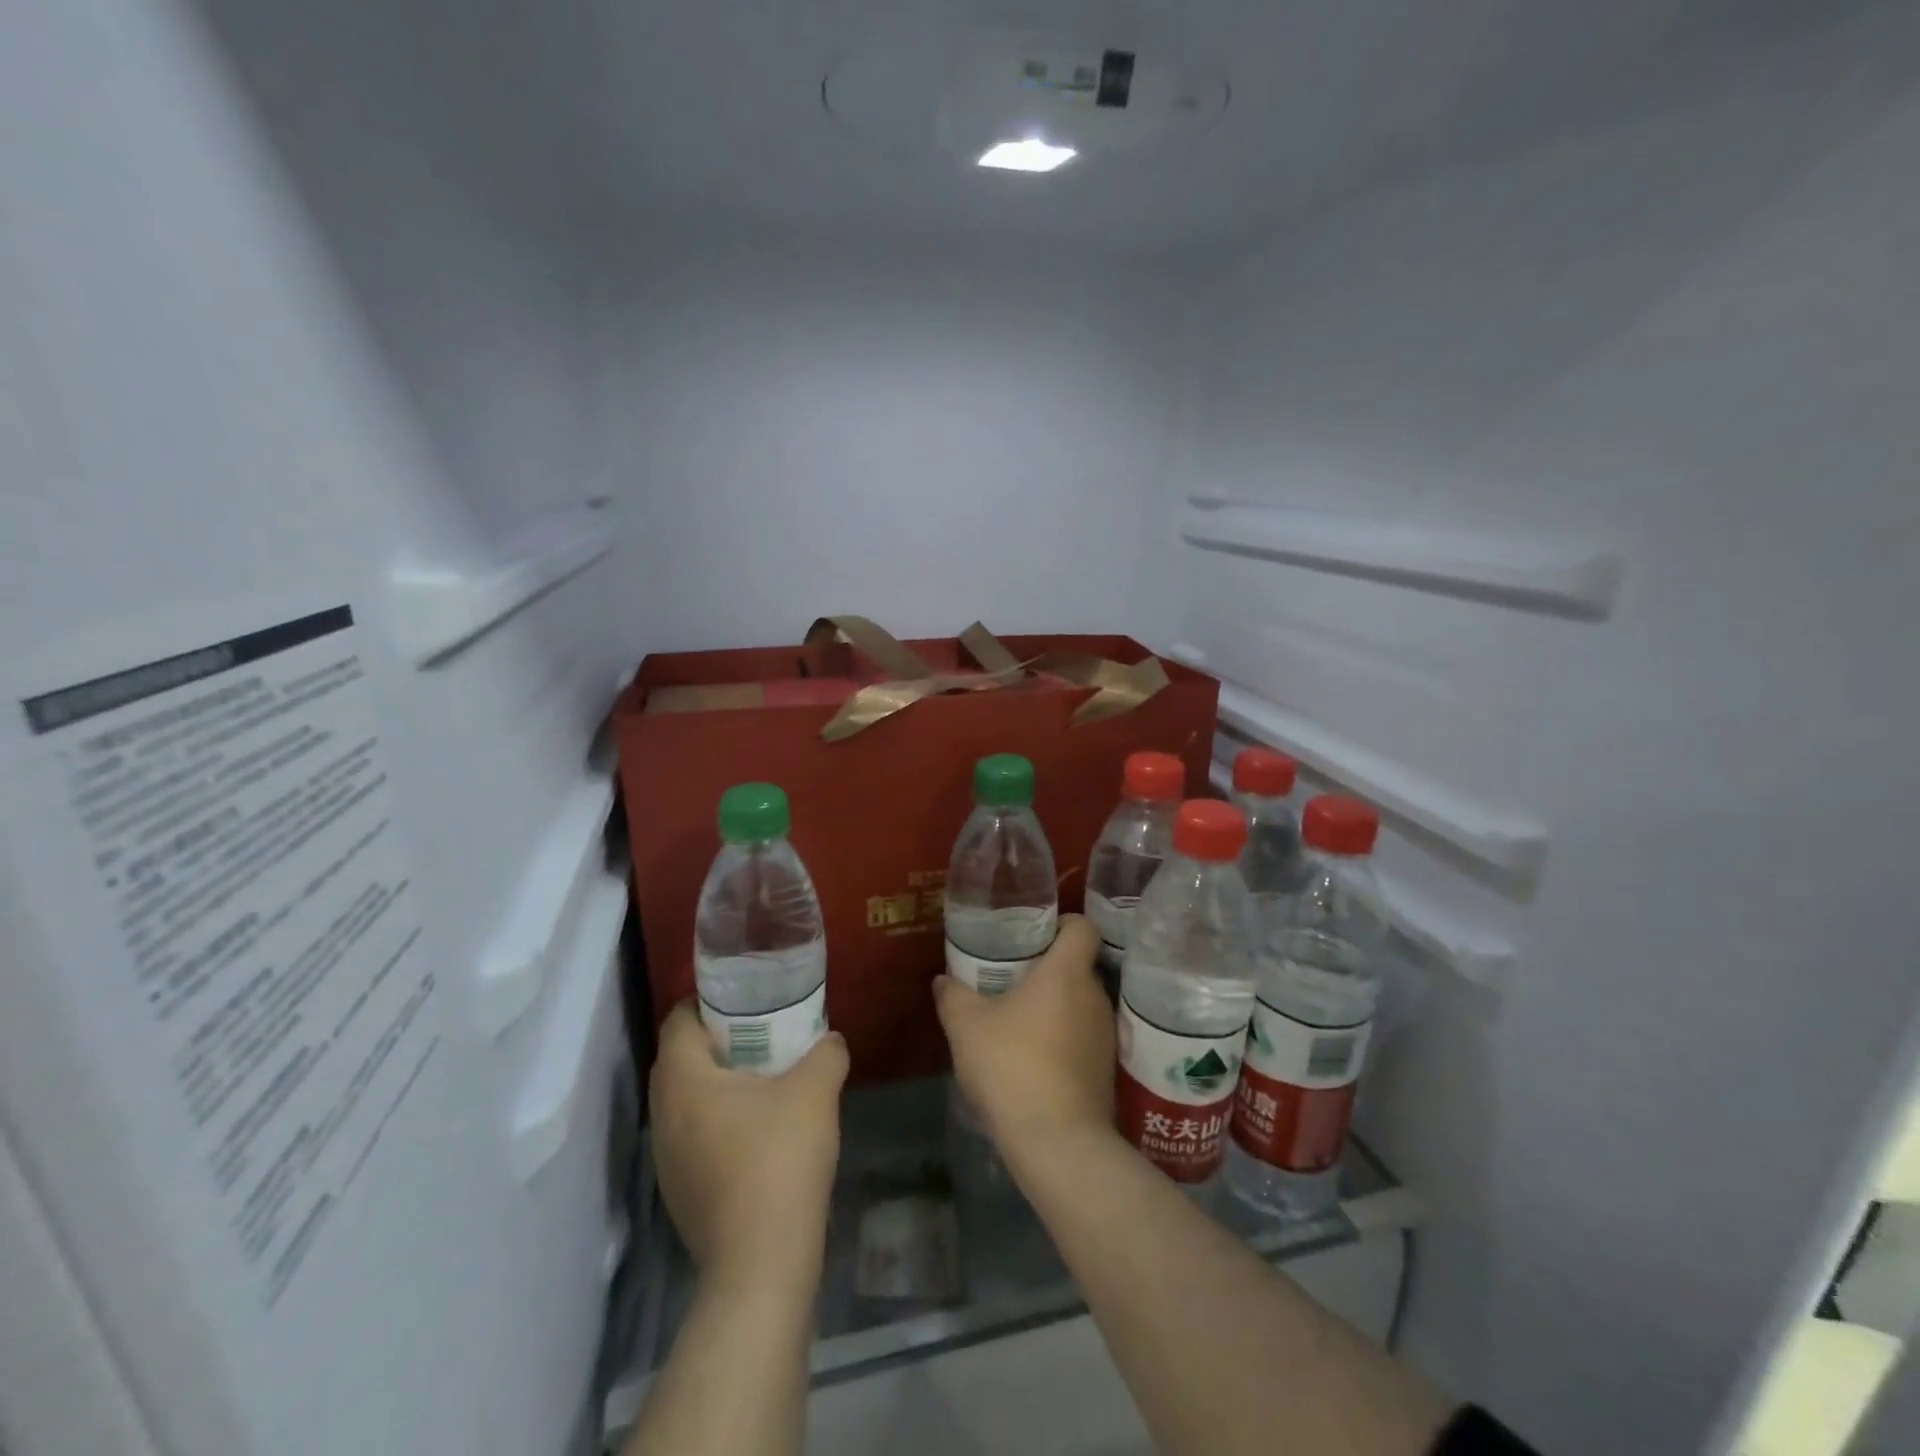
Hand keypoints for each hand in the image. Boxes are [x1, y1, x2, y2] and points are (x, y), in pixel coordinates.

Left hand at [649, 1001, 848, 1291]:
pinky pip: (692, 1133)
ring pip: (685, 1099)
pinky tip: (758, 1129)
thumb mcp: (816, 1090)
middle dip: (716, 1039)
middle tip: (761, 1032)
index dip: (708, 1001)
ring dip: (716, 1082)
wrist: (761, 1263)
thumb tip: (829, 1041)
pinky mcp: (679, 1190)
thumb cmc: (780, 1159)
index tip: (747, 999)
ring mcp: (666, 1158)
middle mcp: (663, 1114)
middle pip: (679, 1058)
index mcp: (684, 1080)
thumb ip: (826, 1052)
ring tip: (763, 1078)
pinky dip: (717, 1118)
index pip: (678, 1019)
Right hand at [933, 914, 1115, 1162]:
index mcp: (1067, 972)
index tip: (1036, 933)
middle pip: (1078, 966)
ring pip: (1080, 1003)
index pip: (1082, 926)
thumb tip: (943, 980)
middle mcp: (1094, 996)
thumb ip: (953, 996)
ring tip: (1019, 1020)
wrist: (1057, 1141)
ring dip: (1055, 1006)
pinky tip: (1034, 1058)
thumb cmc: (1011, 1065)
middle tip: (1014, 976)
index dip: (1063, 923)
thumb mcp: (966, 1026)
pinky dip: (1063, 1038)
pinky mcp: (1106, 1070)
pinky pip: (1083, 1037)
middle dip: (1049, 968)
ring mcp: (1105, 1035)